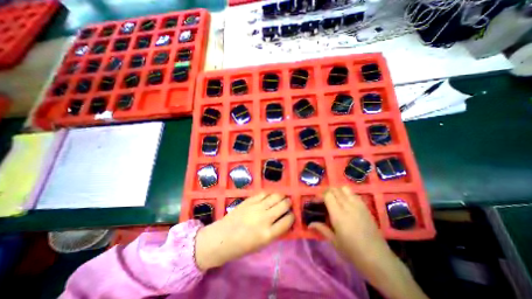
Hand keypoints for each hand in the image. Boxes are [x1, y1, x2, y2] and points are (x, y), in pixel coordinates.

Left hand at [195, 194, 294, 270]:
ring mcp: (256, 207)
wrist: (222, 237)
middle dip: (288, 203)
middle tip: (288, 204)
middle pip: (284, 205)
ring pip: (276, 196)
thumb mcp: (262, 244)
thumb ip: (275, 231)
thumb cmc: (242, 245)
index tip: (291, 214)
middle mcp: (264, 218)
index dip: (292, 216)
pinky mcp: (250, 200)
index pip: (288, 220)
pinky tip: (270, 196)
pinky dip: (270, 194)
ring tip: (281, 198)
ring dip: (281, 196)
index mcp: (268, 234)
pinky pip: (264, 193)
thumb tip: (285, 219)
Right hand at [310, 187, 427, 298]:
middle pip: (335, 189)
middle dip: (326, 191)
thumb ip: (322, 228)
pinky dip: (346, 194)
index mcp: (339, 215)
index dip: (320, 195)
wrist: (378, 259)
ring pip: (345, 188)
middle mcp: (348, 206)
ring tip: (334, 199)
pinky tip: (345, 203)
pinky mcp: (366, 207)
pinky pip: (354, 194)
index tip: (316, 201)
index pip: (328, 195)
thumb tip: (309, 223)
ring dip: (337, 191)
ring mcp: (359, 205)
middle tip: (322, 199)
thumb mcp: (334, 241)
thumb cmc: (353, 252)